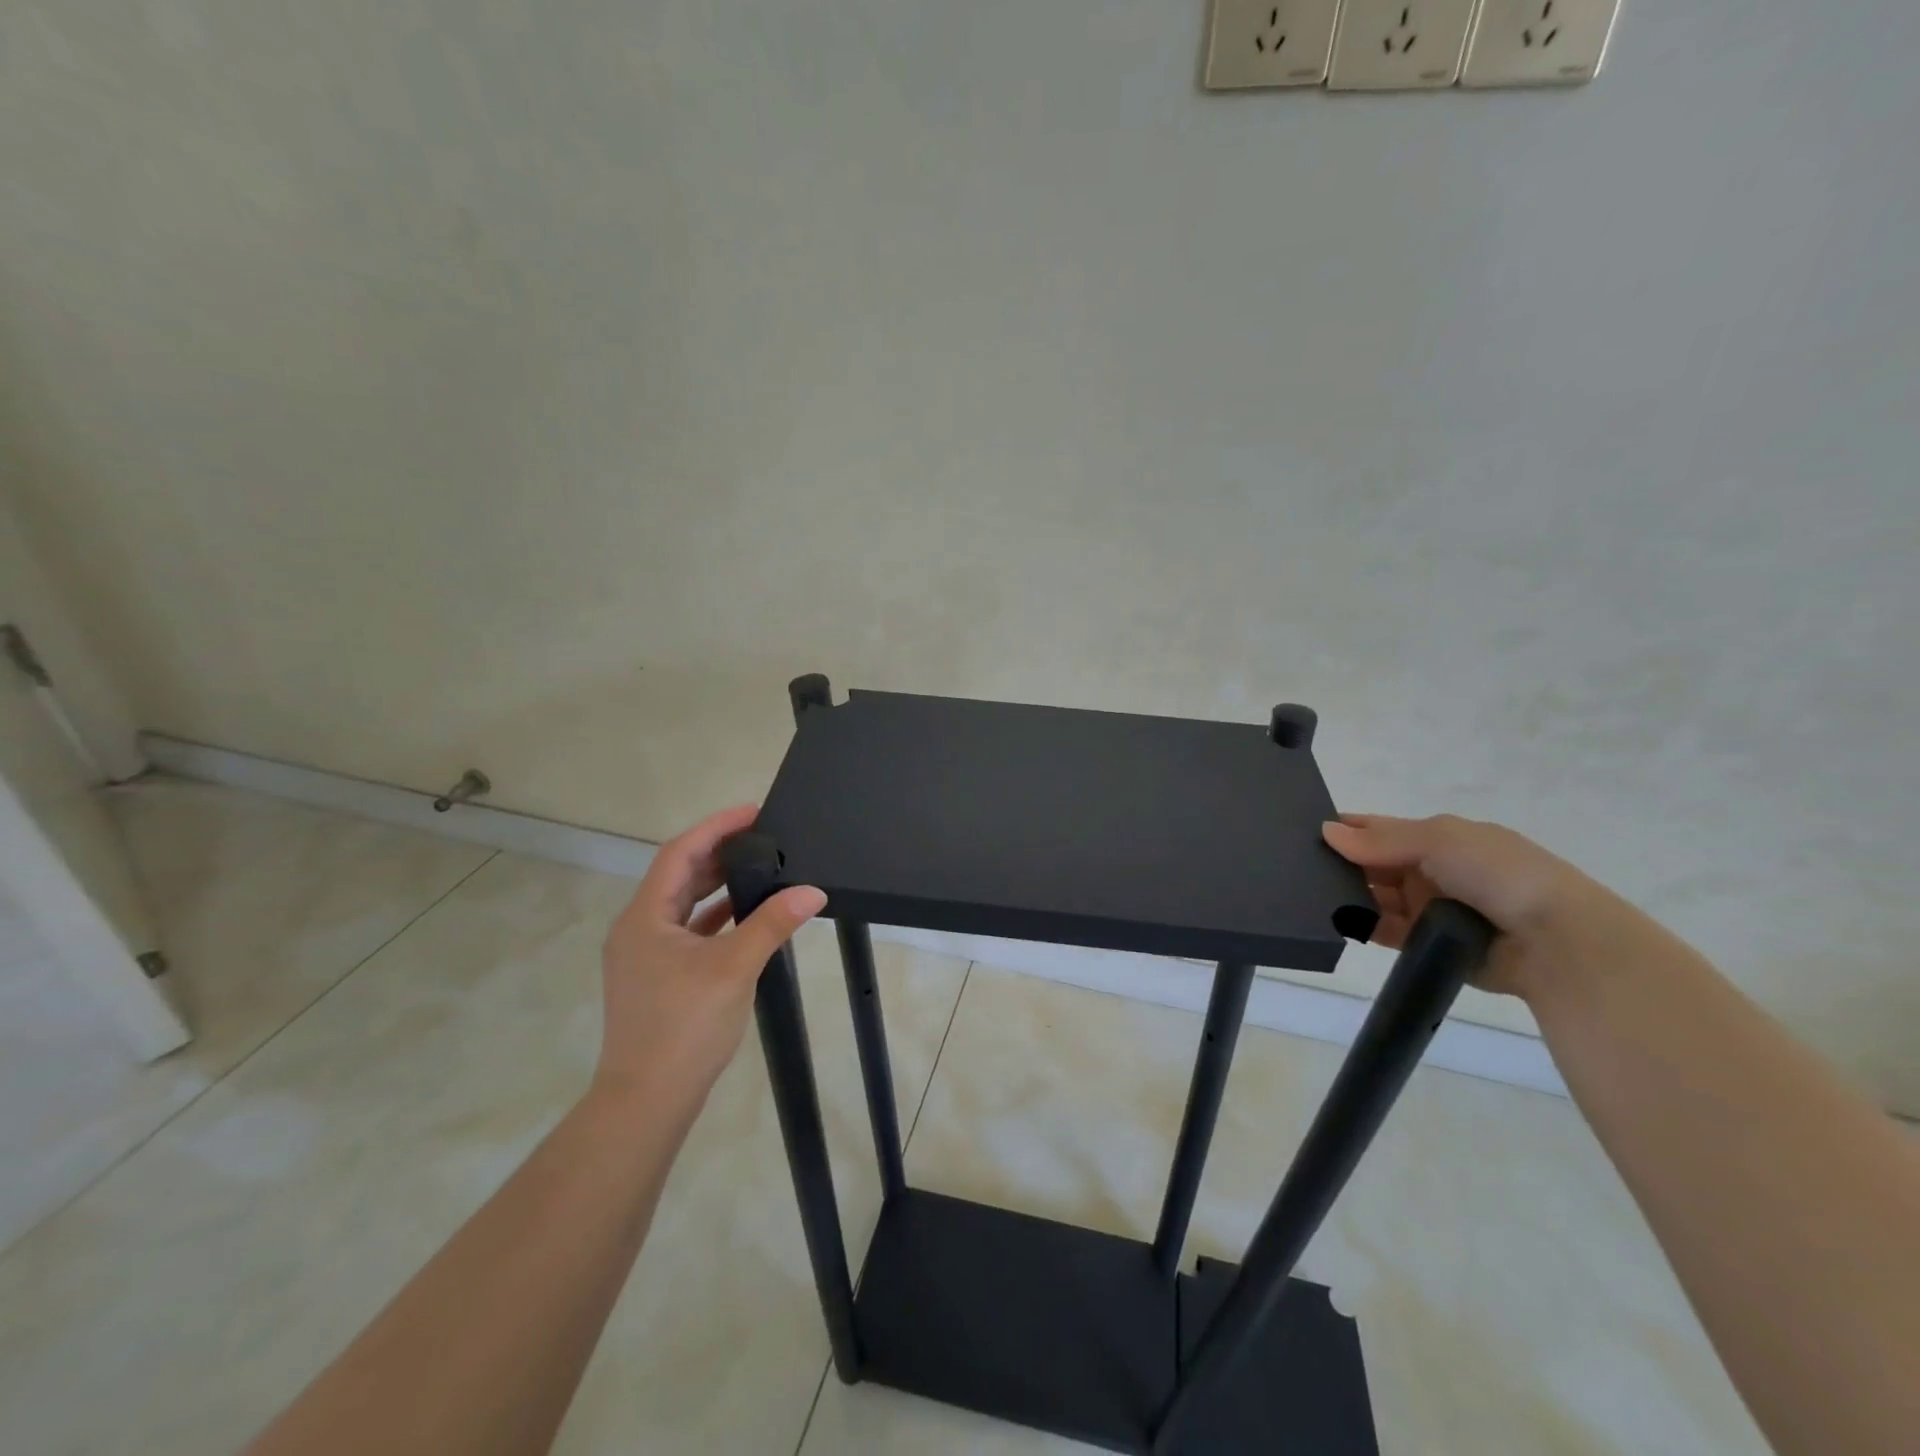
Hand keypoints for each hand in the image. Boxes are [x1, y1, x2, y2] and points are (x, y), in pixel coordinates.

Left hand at [594, 805, 826, 1108]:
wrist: (647, 1100)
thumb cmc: (684, 1025)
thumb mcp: (734, 968)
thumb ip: (771, 923)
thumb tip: (812, 891)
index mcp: (645, 917)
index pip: (679, 853)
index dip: (715, 827)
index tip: (753, 812)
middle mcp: (638, 929)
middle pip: (679, 876)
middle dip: (719, 853)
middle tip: (762, 837)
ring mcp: (645, 956)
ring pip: (683, 906)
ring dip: (717, 885)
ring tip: (759, 868)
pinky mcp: (657, 978)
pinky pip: (688, 932)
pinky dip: (716, 918)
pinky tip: (745, 917)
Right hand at [1322, 813, 1618, 998]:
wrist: (1555, 942)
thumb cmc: (1498, 874)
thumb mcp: (1439, 840)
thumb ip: (1381, 839)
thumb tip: (1326, 832)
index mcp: (1440, 839)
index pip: (1381, 830)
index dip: (1347, 828)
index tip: (1303, 829)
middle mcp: (1432, 871)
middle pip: (1373, 864)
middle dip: (1340, 863)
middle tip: (1295, 865)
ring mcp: (1429, 908)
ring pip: (1375, 897)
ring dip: (1347, 894)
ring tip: (1304, 893)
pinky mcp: (1426, 944)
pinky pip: (1384, 931)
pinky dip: (1361, 925)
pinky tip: (1332, 919)